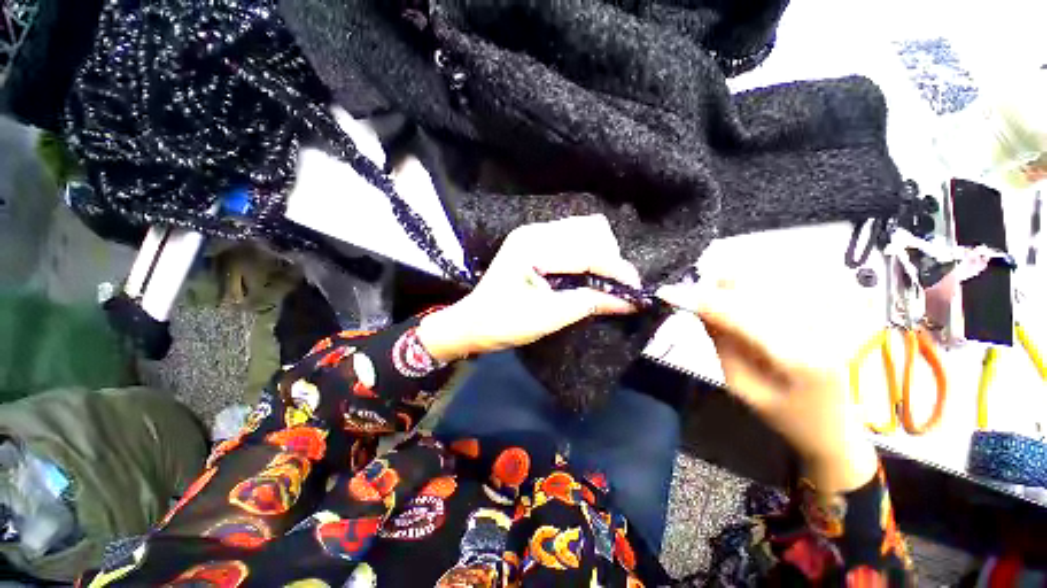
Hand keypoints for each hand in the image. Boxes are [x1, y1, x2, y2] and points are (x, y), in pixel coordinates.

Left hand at [417, 215, 640, 361]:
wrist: (473, 322)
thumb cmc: (504, 323)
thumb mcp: (549, 317)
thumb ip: (590, 304)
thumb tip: (629, 302)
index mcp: (534, 249)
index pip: (588, 252)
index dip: (617, 270)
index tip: (636, 289)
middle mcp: (535, 232)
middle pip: (591, 230)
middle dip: (610, 258)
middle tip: (615, 287)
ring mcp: (533, 233)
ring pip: (584, 230)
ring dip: (600, 253)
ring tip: (603, 280)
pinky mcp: (534, 240)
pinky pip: (572, 237)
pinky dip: (587, 253)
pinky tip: (587, 272)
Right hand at [660, 277, 879, 492]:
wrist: (842, 427)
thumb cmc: (785, 415)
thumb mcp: (741, 385)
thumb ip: (719, 340)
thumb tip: (696, 305)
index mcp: (796, 356)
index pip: (735, 311)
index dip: (696, 298)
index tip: (666, 292)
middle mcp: (821, 325)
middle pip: (753, 283)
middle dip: (716, 287)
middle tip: (698, 298)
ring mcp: (836, 310)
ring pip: (768, 275)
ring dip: (737, 284)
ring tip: (726, 302)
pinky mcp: (839, 304)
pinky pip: (789, 279)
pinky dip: (761, 285)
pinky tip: (755, 301)